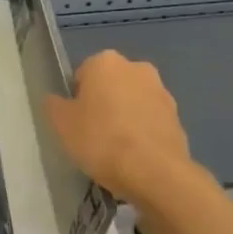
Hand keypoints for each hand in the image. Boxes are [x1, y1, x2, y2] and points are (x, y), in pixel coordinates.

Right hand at [44, 51, 195, 210]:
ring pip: (132, 103)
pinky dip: (142, 134)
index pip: (82, 75)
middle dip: (103, 104)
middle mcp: (136, 67)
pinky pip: (150, 122)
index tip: (75, 123)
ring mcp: (162, 92)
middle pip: (110, 85)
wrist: (154, 172)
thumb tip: (57, 100)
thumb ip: (54, 105)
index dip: (76, 100)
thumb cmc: (100, 139)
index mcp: (105, 61)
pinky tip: (134, 158)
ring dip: (124, 118)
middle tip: (92, 135)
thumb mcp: (61, 123)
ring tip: (115, 151)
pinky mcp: (178, 118)